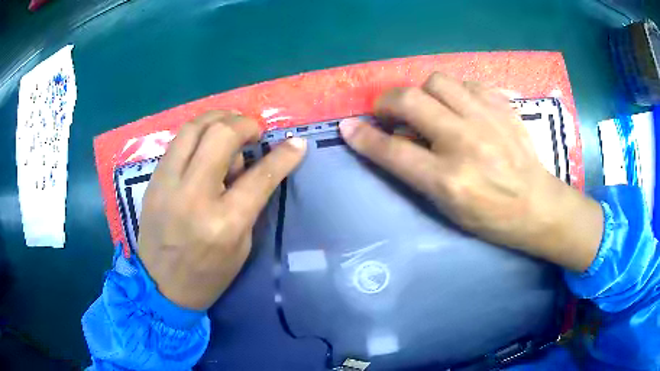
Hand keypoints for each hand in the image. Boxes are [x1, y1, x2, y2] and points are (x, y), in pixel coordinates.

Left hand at [138, 111, 306, 309]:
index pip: (258, 177)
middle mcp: (193, 196)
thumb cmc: (208, 275)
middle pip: (220, 135)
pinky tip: (206, 143)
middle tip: (254, 133)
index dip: (283, 156)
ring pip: (193, 128)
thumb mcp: (241, 245)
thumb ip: (249, 202)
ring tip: (230, 128)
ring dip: (218, 119)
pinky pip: (177, 141)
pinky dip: (198, 133)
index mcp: (223, 223)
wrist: (161, 286)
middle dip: (244, 124)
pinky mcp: (153, 180)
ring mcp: (167, 184)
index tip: (297, 143)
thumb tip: (255, 164)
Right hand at [340, 73, 602, 271]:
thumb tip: (394, 139)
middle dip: (387, 102)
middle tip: (388, 112)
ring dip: (423, 92)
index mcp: (449, 180)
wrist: (538, 205)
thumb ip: (418, 172)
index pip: (393, 151)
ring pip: (437, 81)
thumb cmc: (491, 218)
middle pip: (410, 101)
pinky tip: (460, 107)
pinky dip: (455, 92)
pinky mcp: (503, 107)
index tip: (348, 127)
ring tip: (429, 108)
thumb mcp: (449, 208)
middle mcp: (465, 143)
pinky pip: (467, 83)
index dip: (364, 137)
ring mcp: (487, 119)